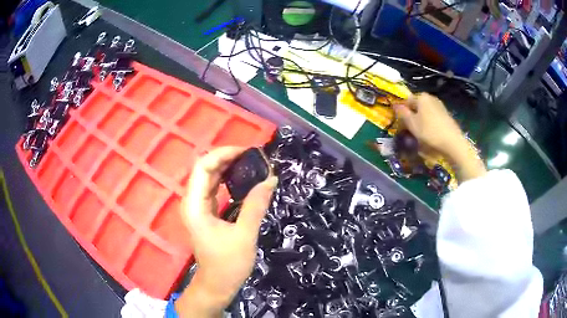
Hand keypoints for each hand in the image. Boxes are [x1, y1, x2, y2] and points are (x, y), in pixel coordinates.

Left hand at [176, 147, 277, 316]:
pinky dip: (227, 180)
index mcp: (195, 205)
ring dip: (227, 168)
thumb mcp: (245, 235)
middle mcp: (192, 201)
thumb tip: (271, 179)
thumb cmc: (228, 264)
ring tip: (251, 163)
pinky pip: (214, 189)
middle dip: (227, 158)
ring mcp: (197, 207)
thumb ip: (256, 205)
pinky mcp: (205, 213)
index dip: (223, 154)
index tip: (247, 152)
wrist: (217, 285)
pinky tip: (243, 179)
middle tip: (253, 156)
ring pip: (209, 178)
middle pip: (205, 169)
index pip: (203, 167)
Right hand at [393, 93, 485, 181]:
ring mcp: (440, 106)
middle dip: (413, 117)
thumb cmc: (429, 132)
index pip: (407, 101)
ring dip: (422, 121)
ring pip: (426, 113)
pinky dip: (431, 124)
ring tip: (422, 135)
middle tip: (411, 131)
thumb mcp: (412, 124)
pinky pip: (434, 118)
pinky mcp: (446, 115)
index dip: (403, 112)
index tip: (402, 124)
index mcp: (421, 97)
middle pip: (417, 106)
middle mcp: (431, 98)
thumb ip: (402, 113)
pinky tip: (432, 135)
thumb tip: (395, 105)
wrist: (453, 143)